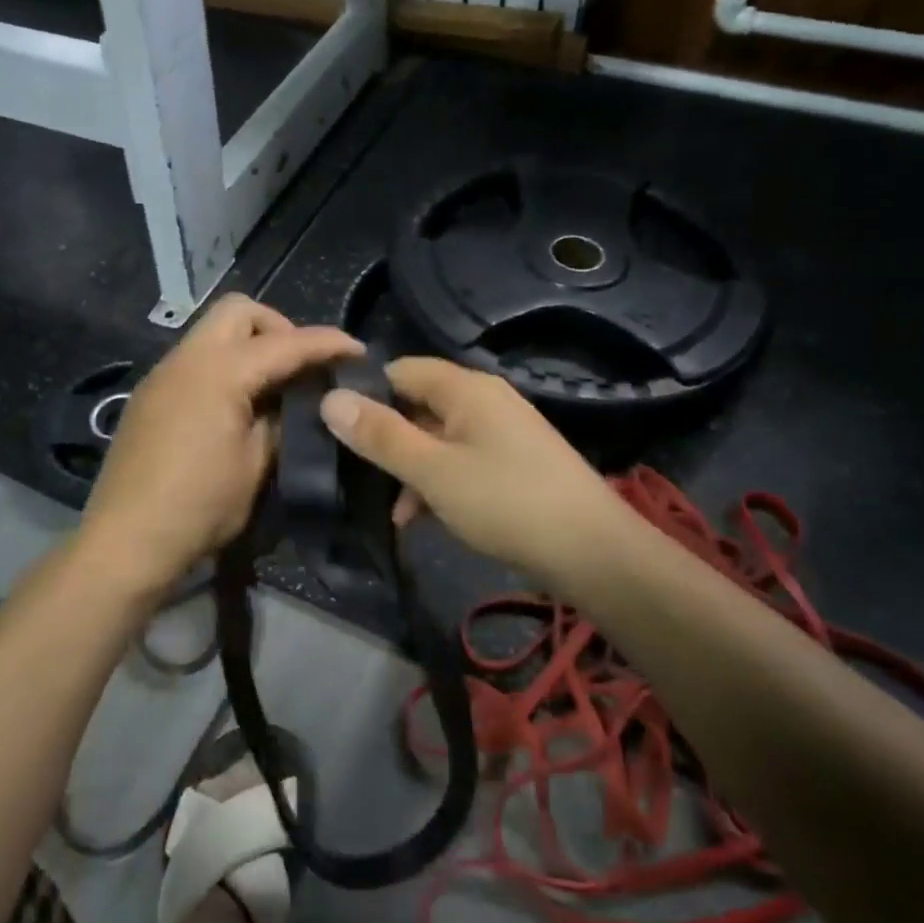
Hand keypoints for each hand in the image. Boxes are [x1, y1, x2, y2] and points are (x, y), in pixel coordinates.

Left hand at [77, 294, 362, 597]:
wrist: (126, 542)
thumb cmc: (200, 506)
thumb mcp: (257, 466)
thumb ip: (282, 422)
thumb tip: (299, 402)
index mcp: (220, 372)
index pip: (285, 342)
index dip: (327, 343)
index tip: (358, 351)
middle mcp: (187, 359)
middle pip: (239, 310)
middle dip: (279, 327)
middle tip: (301, 366)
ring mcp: (162, 374)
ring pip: (212, 331)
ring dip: (248, 344)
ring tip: (273, 386)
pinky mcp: (149, 395)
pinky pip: (194, 359)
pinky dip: (223, 365)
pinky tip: (235, 404)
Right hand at [318, 357, 648, 594]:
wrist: (593, 552)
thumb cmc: (505, 502)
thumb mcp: (433, 471)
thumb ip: (381, 435)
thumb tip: (330, 398)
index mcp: (466, 389)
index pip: (400, 370)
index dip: (366, 393)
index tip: (336, 428)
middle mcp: (485, 400)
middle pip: (418, 405)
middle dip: (387, 440)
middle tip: (356, 475)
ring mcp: (503, 432)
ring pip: (438, 438)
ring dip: (411, 469)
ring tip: (394, 512)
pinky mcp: (514, 463)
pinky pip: (462, 460)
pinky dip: (439, 483)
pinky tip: (424, 519)